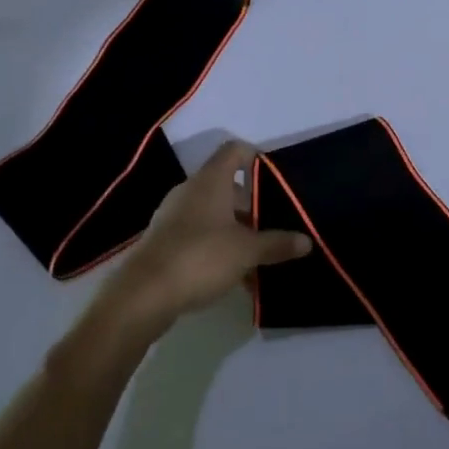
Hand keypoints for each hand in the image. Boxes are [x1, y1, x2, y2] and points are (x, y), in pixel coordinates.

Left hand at [88, 141, 310, 350]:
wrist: (140, 298)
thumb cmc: (199, 258)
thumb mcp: (247, 252)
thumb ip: (277, 244)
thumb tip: (307, 241)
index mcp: (210, 181)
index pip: (235, 150)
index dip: (256, 157)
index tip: (276, 177)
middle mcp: (190, 191)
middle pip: (226, 185)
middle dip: (251, 203)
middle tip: (273, 221)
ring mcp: (173, 217)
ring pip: (213, 213)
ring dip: (235, 228)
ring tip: (257, 252)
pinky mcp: (163, 243)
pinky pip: (198, 235)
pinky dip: (217, 246)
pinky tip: (233, 274)